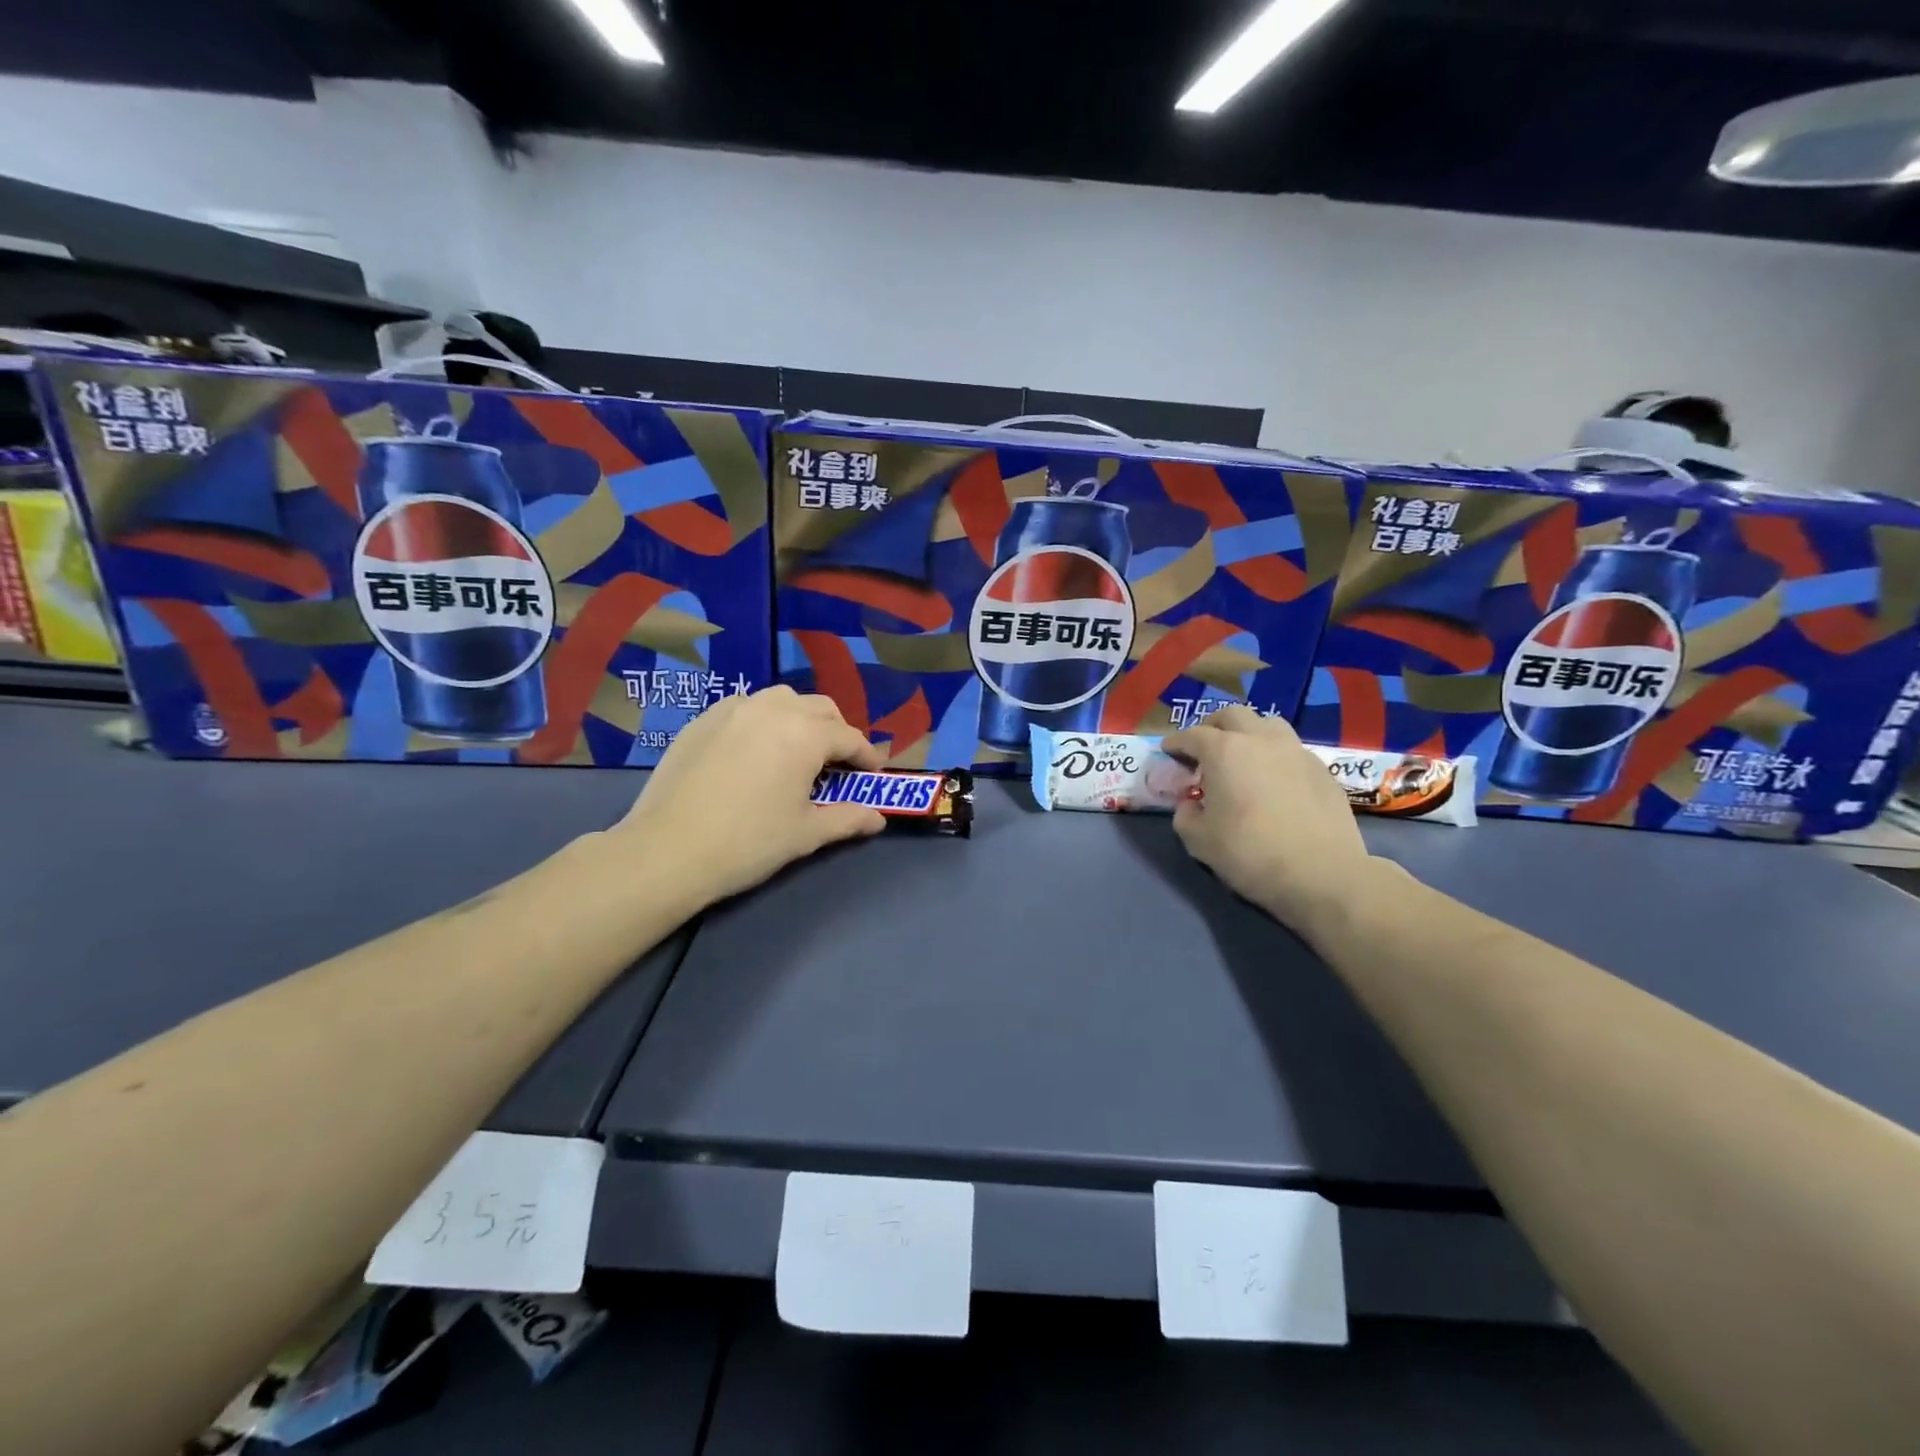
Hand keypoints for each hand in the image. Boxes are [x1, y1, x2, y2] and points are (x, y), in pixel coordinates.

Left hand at [615, 687, 885, 910]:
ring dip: (801, 718)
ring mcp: (733, 710)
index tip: (872, 774)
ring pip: (781, 699)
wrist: (668, 851)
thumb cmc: (748, 843)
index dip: (866, 756)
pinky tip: (755, 749)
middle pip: (820, 708)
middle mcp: (772, 709)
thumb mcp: (806, 834)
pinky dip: (763, 719)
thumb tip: (878, 818)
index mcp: (804, 735)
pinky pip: (745, 707)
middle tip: (838, 762)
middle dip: (837, 731)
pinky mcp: (702, 720)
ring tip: (797, 749)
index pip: (849, 737)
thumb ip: (848, 819)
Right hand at [1162, 707, 1372, 932]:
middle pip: (1232, 715)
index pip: (1192, 735)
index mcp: (1224, 752)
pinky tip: (1274, 781)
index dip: (1176, 743)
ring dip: (1249, 733)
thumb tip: (1190, 804)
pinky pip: (1292, 750)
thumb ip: (1185, 815)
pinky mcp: (1322, 770)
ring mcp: (1296, 752)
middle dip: (1213, 727)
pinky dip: (1275, 756)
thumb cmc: (1250, 853)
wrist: (1321, 874)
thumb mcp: (1198, 840)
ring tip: (1243, 757)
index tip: (1168, 752)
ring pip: (1268, 724)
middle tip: (1204, 748)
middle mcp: (1260, 740)